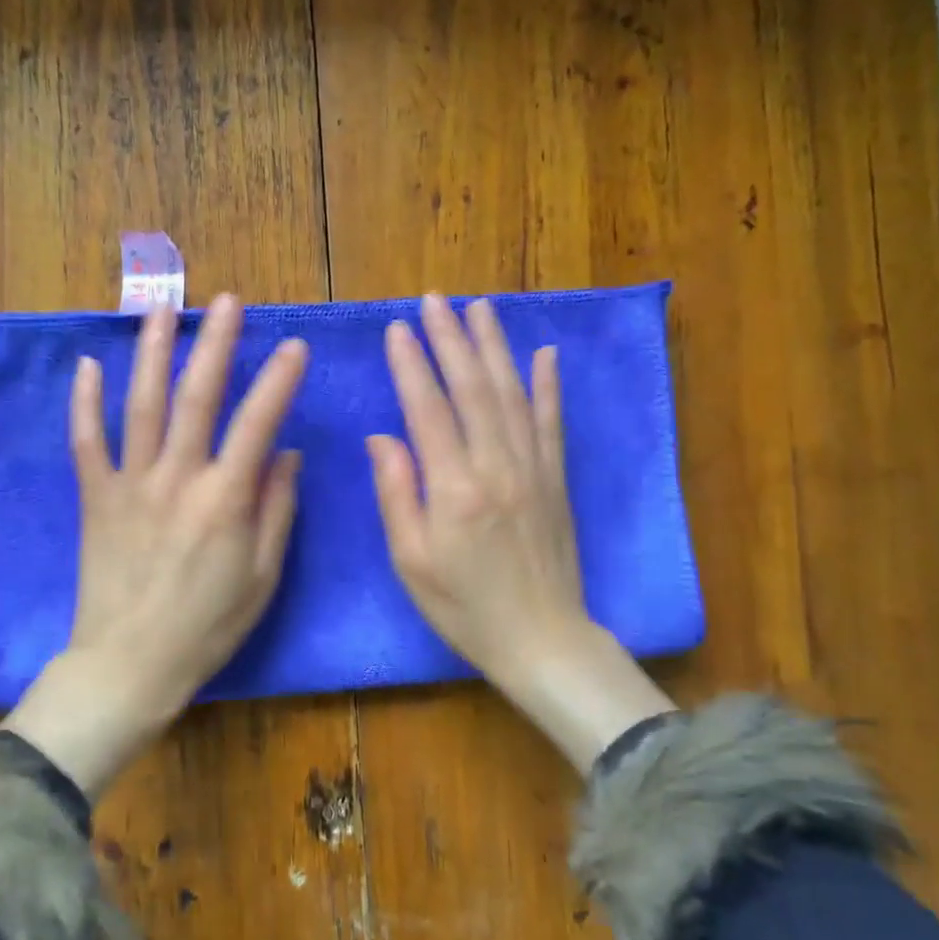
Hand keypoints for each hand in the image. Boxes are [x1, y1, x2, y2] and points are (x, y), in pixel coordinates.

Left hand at [5, 295, 307, 796]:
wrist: (129, 664)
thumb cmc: (207, 626)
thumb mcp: (262, 576)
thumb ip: (277, 510)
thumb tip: (287, 454)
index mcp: (224, 499)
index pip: (258, 423)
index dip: (280, 381)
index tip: (295, 346)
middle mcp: (177, 478)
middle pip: (197, 396)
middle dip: (217, 343)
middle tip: (228, 301)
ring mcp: (130, 483)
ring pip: (141, 404)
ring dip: (152, 351)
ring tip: (162, 308)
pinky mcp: (95, 497)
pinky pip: (86, 441)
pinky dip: (85, 402)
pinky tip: (87, 365)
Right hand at [369, 294, 673, 771]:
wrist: (541, 639)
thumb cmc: (464, 608)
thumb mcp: (411, 562)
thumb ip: (396, 494)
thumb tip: (381, 437)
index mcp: (454, 488)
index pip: (429, 410)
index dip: (411, 366)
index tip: (397, 329)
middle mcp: (497, 466)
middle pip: (473, 388)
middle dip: (451, 339)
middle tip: (434, 300)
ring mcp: (534, 469)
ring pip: (512, 393)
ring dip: (494, 347)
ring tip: (478, 308)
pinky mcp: (557, 479)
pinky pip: (551, 422)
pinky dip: (547, 385)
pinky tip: (543, 353)